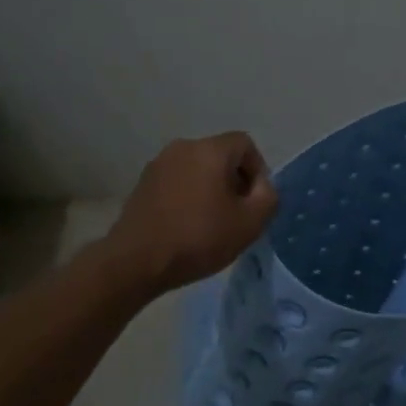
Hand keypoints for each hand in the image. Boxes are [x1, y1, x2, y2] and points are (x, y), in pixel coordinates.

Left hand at [103, 133, 278, 295]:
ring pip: (198, 169)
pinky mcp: (143, 184)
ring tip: (213, 222)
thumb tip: (261, 186)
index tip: (255, 201)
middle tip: (238, 214)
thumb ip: (268, 197)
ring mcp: (158, 164)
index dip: (258, 170)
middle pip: (221, 155)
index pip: (245, 144)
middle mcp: (182, 148)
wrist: (137, 261)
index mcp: (210, 150)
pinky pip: (178, 181)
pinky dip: (190, 196)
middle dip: (235, 180)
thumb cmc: (199, 238)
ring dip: (212, 189)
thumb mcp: (251, 223)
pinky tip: (188, 225)